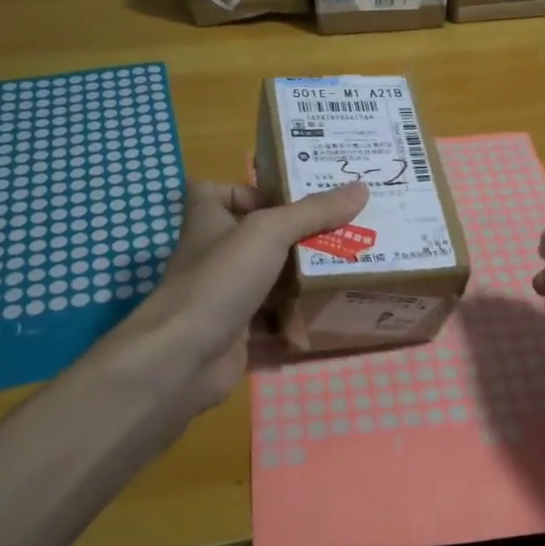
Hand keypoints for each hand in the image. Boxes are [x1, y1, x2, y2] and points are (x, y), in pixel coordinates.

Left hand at [109, 180, 369, 427]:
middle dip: (298, 235)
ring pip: (270, 278)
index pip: (220, 191)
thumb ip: (314, 211)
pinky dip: (297, 318)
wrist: (183, 357)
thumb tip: (361, 188)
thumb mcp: (269, 232)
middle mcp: (214, 253)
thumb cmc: (219, 279)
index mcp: (209, 219)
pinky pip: (273, 318)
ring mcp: (225, 294)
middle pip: (258, 236)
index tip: (291, 197)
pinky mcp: (237, 330)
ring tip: (348, 267)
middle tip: (344, 229)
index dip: (251, 189)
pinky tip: (331, 312)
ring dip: (302, 277)